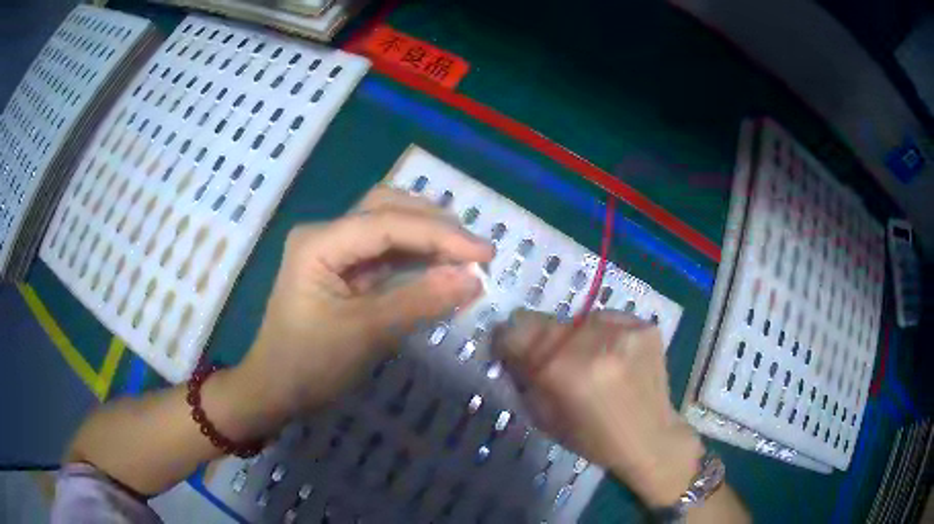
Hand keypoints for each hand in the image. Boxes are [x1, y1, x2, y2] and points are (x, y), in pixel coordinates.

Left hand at [236, 186, 493, 425]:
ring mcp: (334, 250)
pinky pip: (387, 253)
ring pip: (389, 226)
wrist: (275, 390)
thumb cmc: (309, 364)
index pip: (387, 224)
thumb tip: (474, 279)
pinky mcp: (345, 269)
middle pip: (387, 209)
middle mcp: (326, 234)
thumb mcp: (366, 335)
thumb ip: (420, 302)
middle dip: (435, 226)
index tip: (486, 253)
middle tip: (477, 252)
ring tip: (467, 255)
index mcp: (319, 242)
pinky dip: (417, 257)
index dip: (440, 235)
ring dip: (428, 237)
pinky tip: (442, 266)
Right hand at [493, 309, 704, 506]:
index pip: (517, 330)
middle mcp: (594, 341)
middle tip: (555, 362)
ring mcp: (624, 329)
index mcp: (563, 369)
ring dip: (576, 337)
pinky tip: (615, 357)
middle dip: (542, 341)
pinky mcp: (645, 326)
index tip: (510, 348)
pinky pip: (609, 320)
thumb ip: (524, 379)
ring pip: (579, 320)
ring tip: (590, 361)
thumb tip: (509, 349)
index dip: (507, 339)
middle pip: (547, 322)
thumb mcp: (544, 417)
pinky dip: (604, 335)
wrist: (650, 438)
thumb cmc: (593, 438)